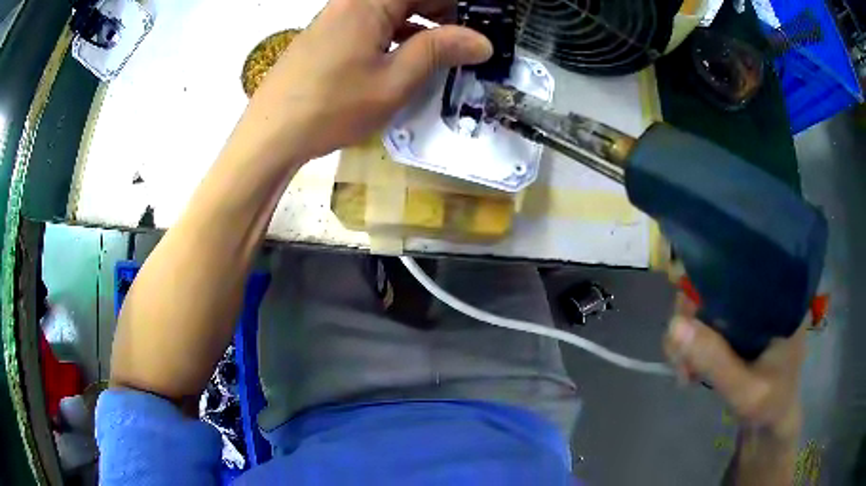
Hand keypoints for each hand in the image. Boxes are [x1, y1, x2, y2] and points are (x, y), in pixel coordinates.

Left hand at [230, 0, 492, 164]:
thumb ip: (439, 51)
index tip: (481, 24)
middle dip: (442, 13)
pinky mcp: (327, 35)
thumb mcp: (394, 81)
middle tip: (468, 40)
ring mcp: (335, 17)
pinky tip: (408, 55)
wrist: (270, 134)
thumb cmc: (332, 107)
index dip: (457, 7)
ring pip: (390, 9)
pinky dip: (395, 33)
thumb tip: (482, 41)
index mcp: (369, 2)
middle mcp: (351, 2)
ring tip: (446, 50)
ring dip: (420, 23)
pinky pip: (371, 22)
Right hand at [663, 294, 805, 440]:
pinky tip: (689, 370)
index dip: (704, 284)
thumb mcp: (746, 390)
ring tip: (685, 373)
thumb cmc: (771, 404)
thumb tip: (674, 324)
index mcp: (778, 296)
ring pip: (704, 306)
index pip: (737, 268)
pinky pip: (704, 324)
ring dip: (686, 338)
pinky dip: (690, 346)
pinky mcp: (736, 327)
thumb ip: (716, 361)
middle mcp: (761, 294)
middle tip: (681, 362)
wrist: (773, 420)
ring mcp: (747, 311)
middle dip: (689, 321)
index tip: (685, 322)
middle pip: (714, 285)